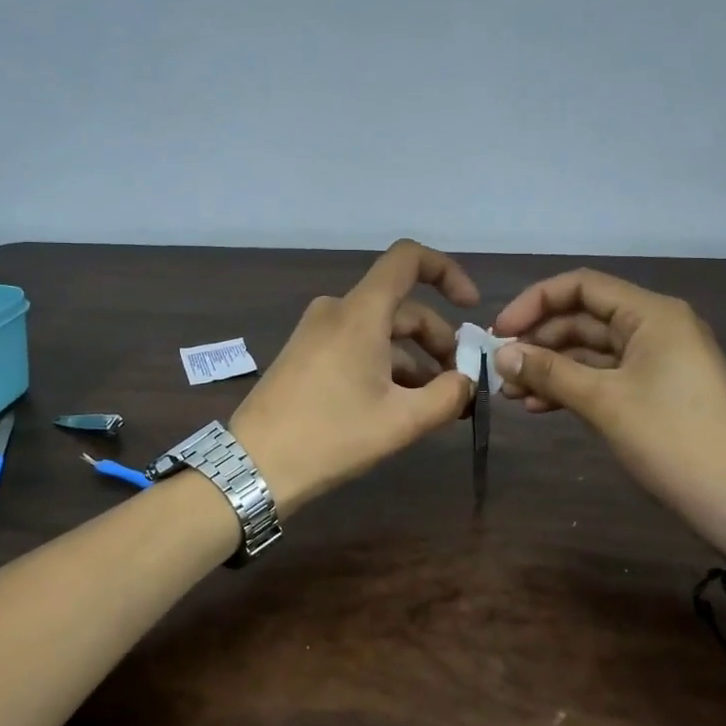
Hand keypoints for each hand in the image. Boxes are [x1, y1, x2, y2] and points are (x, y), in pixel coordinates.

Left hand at [229, 240, 478, 514]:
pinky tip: (399, 405)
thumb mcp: (401, 421)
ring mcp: (317, 332)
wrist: (254, 466)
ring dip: (414, 360)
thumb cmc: (331, 436)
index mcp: (360, 312)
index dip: (447, 272)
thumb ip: (448, 396)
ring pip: (381, 331)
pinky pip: (358, 345)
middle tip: (460, 383)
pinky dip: (386, 366)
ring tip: (435, 403)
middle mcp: (337, 310)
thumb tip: (468, 382)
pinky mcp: (306, 354)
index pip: (408, 259)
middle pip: (402, 308)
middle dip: (437, 340)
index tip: (470, 308)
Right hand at [492, 270, 725, 554]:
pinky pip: (604, 375)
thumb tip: (500, 354)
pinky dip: (572, 386)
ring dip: (550, 367)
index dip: (534, 302)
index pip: (581, 286)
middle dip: (538, 341)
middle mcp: (654, 327)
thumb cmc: (671, 438)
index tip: (500, 332)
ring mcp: (656, 359)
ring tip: (512, 394)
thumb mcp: (604, 401)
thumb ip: (549, 371)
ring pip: (590, 350)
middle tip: (500, 368)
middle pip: (583, 318)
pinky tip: (540, 405)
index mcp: (651, 314)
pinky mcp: (655, 390)